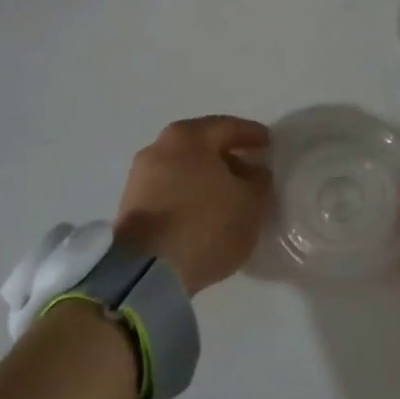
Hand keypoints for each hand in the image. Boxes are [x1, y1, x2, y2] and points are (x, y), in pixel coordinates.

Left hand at [113, 116, 273, 293]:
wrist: (145, 271)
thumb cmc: (205, 225)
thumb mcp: (250, 204)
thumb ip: (260, 182)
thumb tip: (255, 173)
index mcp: (189, 136)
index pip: (228, 127)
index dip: (252, 135)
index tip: (269, 144)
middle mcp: (159, 147)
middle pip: (202, 146)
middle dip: (228, 157)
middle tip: (250, 171)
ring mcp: (140, 176)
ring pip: (183, 168)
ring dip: (206, 178)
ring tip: (229, 197)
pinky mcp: (130, 205)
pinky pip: (169, 190)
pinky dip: (189, 195)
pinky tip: (204, 213)